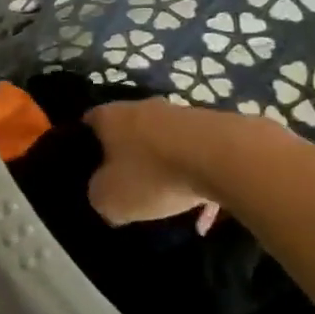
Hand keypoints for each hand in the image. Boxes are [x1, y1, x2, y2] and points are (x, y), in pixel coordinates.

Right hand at [83, 100, 218, 231]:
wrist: (228, 159)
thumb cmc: (154, 176)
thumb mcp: (110, 199)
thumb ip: (98, 195)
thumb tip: (104, 194)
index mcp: (110, 117)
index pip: (88, 124)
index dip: (86, 146)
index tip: (90, 170)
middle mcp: (142, 106)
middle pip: (128, 131)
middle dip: (128, 156)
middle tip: (129, 185)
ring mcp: (182, 113)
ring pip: (165, 142)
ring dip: (166, 166)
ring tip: (173, 200)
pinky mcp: (217, 126)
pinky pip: (199, 154)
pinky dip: (198, 176)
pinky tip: (207, 207)